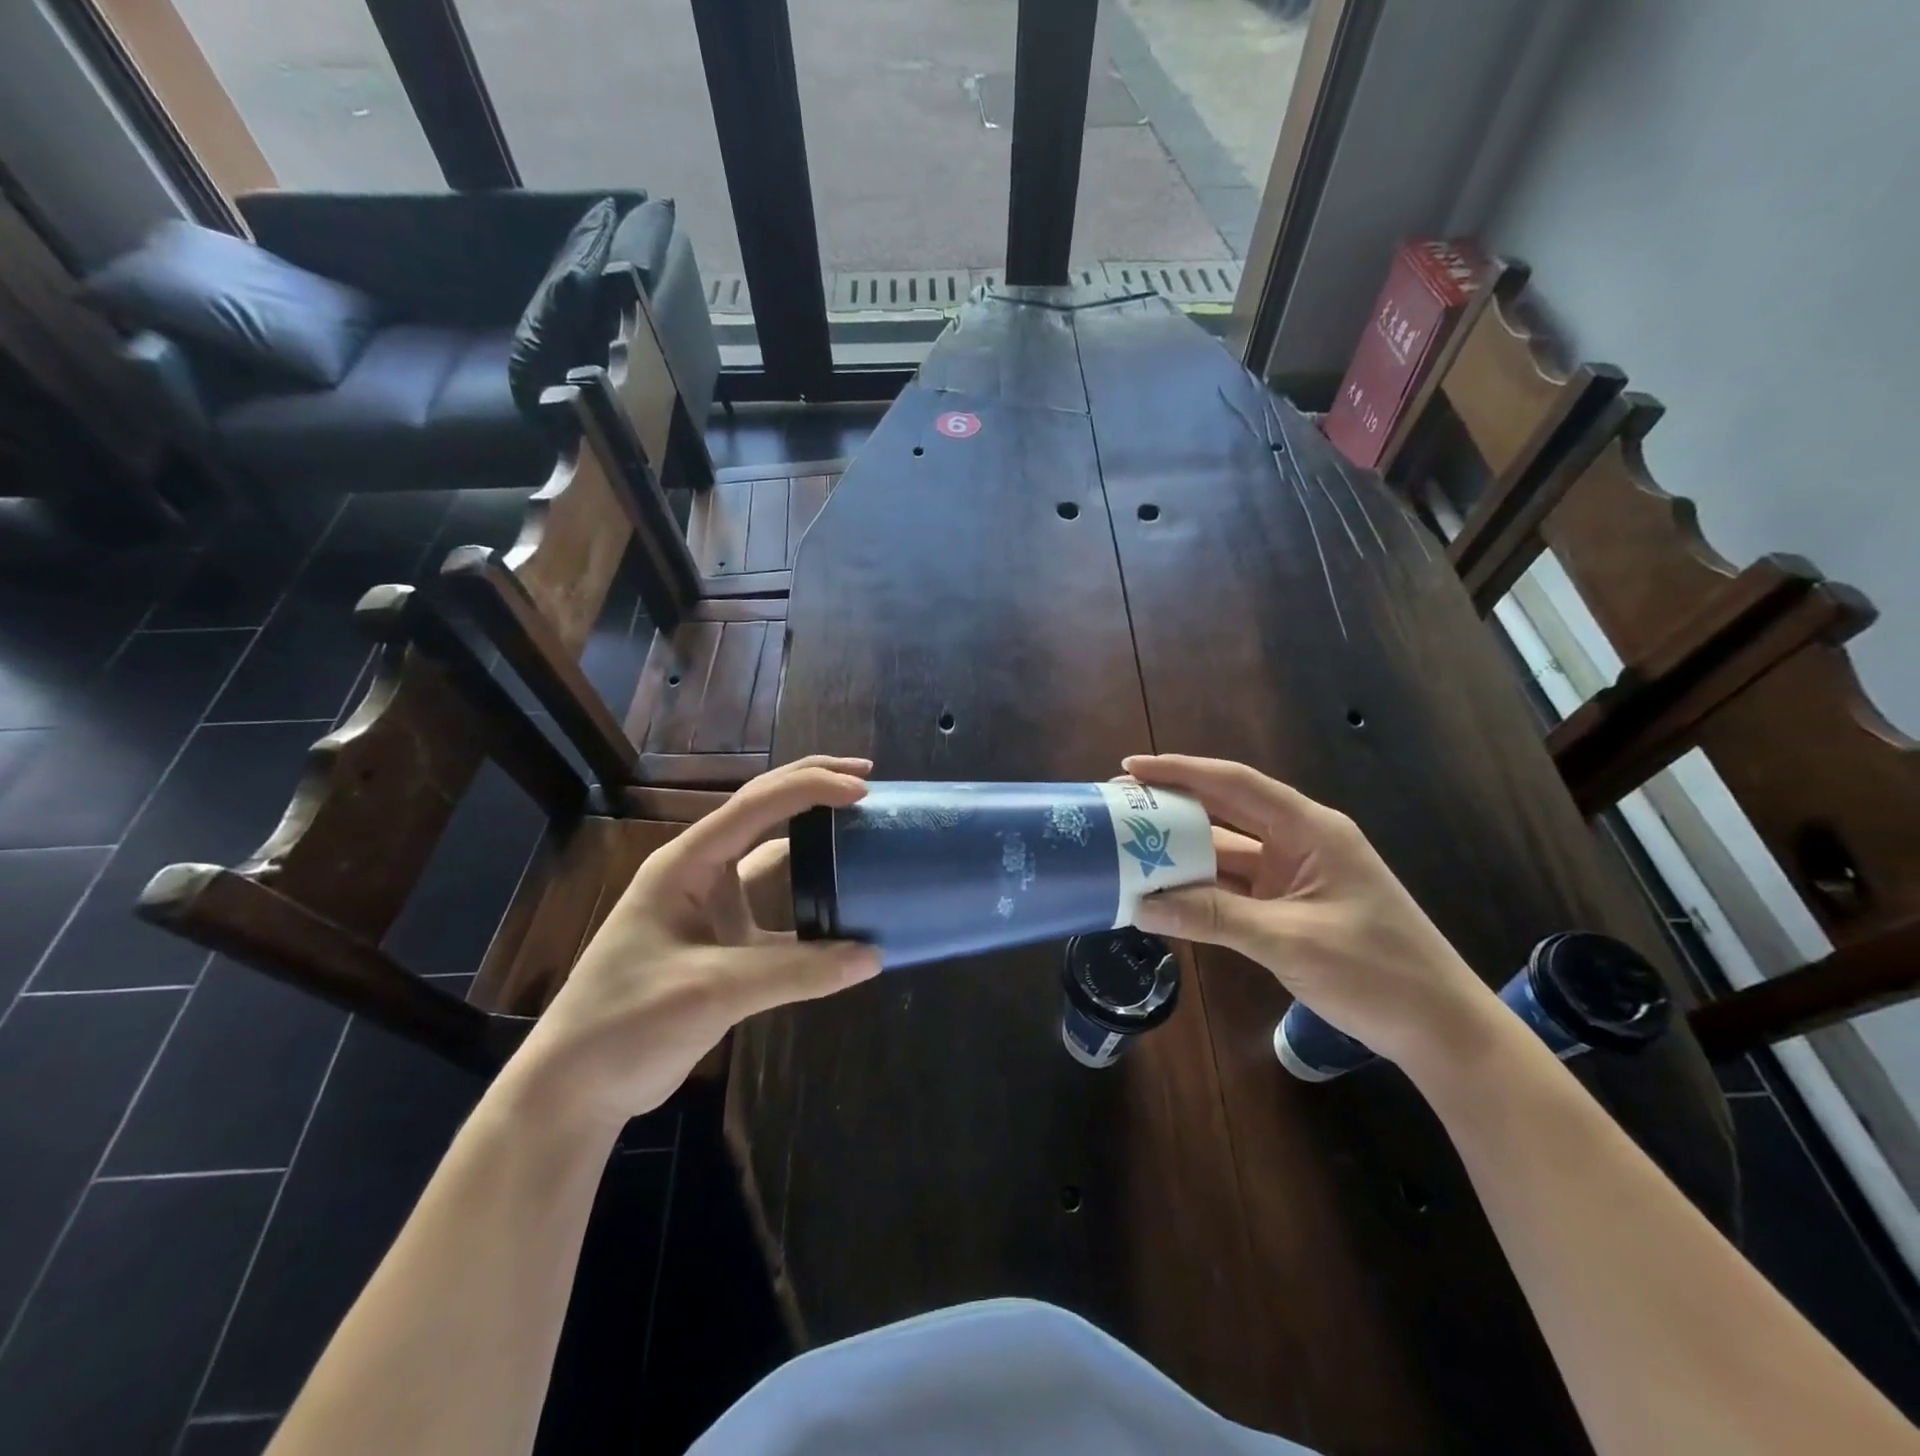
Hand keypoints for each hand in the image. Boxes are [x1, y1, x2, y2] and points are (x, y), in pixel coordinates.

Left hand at [506, 757, 881, 1128]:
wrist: (576, 1087)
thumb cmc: (628, 1022)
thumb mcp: (713, 990)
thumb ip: (796, 971)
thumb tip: (873, 956)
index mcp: (686, 864)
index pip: (755, 806)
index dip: (810, 789)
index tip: (862, 789)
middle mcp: (701, 874)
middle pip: (763, 812)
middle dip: (812, 786)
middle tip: (867, 778)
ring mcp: (712, 908)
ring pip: (773, 857)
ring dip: (814, 840)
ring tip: (860, 827)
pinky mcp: (725, 944)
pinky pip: (779, 911)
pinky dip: (812, 904)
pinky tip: (844, 909)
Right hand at [1125, 754, 1502, 1073]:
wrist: (1442, 1030)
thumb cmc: (1377, 973)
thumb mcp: (1289, 942)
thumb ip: (1213, 918)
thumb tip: (1141, 905)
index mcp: (1310, 830)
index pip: (1235, 785)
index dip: (1180, 772)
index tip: (1130, 768)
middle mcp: (1299, 842)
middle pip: (1225, 812)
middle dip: (1172, 807)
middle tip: (1118, 806)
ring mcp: (1294, 876)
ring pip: (1226, 853)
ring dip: (1182, 853)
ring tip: (1128, 848)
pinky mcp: (1288, 907)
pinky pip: (1233, 888)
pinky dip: (1199, 889)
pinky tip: (1163, 892)